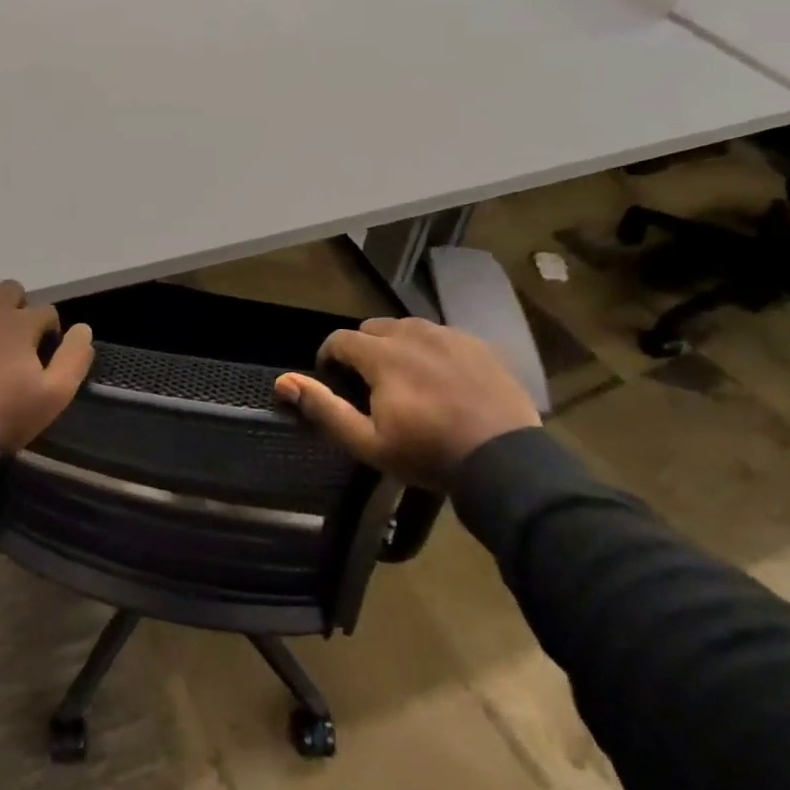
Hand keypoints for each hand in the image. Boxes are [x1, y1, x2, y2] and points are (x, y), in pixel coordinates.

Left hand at [0, 277, 94, 452]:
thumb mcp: (56, 395)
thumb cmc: (6, 415)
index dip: (50, 330)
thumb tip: (84, 329)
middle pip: (10, 289)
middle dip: (18, 306)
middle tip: (15, 338)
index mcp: (22, 325)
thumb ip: (75, 358)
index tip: (45, 353)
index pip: (47, 311)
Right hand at [274, 317, 539, 487]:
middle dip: (362, 349)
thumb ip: (324, 408)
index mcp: (383, 355)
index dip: (328, 357)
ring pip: (409, 328)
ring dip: (396, 346)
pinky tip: (438, 378)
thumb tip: (283, 381)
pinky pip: (442, 336)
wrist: (505, 461)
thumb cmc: (428, 454)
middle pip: (374, 328)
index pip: (340, 339)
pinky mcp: (479, 346)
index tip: (332, 380)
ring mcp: (451, 336)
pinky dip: (430, 350)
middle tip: (368, 383)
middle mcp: (415, 334)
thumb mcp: (367, 442)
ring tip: (403, 378)